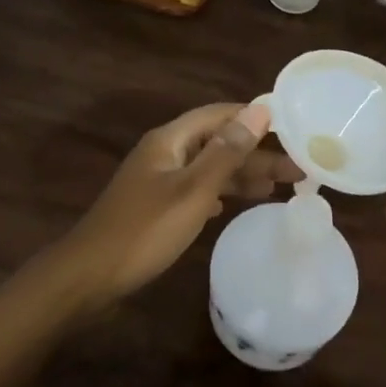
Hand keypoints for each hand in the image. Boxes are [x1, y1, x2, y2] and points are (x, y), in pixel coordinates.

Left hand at [54, 102, 303, 310]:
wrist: (89, 276)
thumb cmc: (144, 230)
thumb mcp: (193, 191)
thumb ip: (227, 151)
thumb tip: (260, 110)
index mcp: (170, 140)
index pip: (220, 114)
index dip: (254, 117)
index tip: (292, 128)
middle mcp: (164, 152)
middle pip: (216, 142)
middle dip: (254, 153)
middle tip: (296, 170)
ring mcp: (157, 180)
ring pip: (207, 168)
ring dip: (239, 174)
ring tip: (276, 187)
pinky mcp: (154, 206)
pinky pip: (194, 189)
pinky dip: (217, 193)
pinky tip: (230, 205)